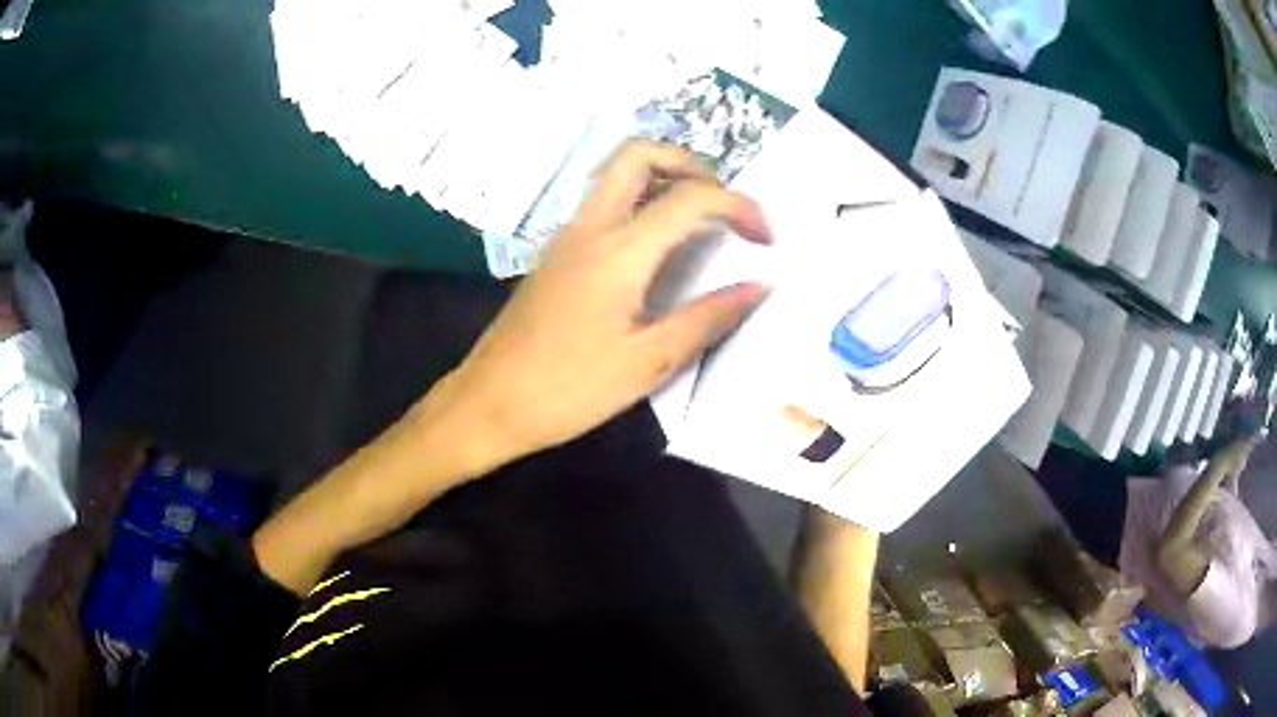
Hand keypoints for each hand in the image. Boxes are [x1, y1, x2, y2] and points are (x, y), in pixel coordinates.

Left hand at [441, 140, 772, 466]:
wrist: (488, 403)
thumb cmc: (569, 389)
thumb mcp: (649, 362)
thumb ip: (708, 317)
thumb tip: (760, 285)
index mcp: (619, 250)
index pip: (691, 197)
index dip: (741, 207)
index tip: (767, 241)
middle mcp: (590, 227)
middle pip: (638, 154)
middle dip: (690, 164)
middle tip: (721, 206)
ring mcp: (566, 236)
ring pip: (616, 175)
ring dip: (663, 180)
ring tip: (699, 223)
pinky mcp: (555, 254)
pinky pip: (603, 205)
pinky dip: (640, 204)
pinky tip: (657, 250)